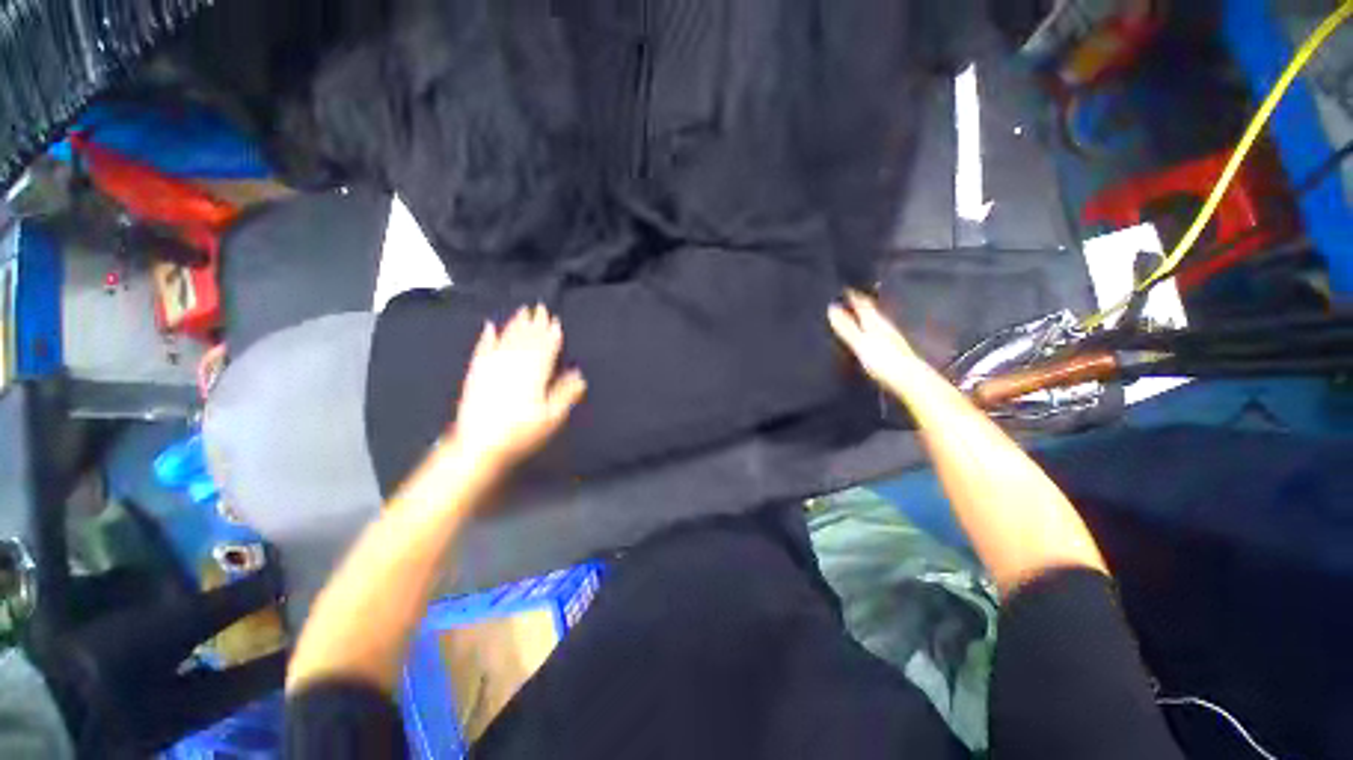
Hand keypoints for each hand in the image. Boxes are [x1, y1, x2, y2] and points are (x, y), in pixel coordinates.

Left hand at [448, 304, 586, 469]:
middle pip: (527, 339)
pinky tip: (490, 326)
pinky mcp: (476, 373)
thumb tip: (579, 374)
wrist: (478, 445)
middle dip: (535, 323)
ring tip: (522, 311)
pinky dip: (487, 336)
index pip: (545, 348)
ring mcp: (492, 366)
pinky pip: (483, 348)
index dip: (551, 334)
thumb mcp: (552, 417)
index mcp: (535, 373)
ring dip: (515, 324)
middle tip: (540, 307)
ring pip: (507, 338)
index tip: (555, 320)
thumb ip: (565, 393)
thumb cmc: (521, 433)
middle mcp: (514, 363)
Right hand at [827, 290, 920, 394]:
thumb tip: (832, 308)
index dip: (853, 296)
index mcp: (876, 322)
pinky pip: (877, 335)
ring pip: (875, 323)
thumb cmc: (884, 361)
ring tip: (854, 315)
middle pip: (871, 311)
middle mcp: (885, 326)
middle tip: (848, 299)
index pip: (863, 304)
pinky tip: (867, 337)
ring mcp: (890, 339)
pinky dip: (869, 331)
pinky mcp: (892, 352)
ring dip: (865, 318)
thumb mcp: (860, 343)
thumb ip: (846, 327)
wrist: (911, 381)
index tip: (844, 287)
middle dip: (860, 305)